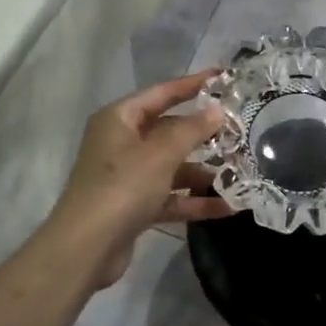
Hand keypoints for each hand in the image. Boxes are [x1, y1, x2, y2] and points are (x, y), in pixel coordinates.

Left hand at [46, 71, 233, 290]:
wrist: (86, 248)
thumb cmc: (122, 187)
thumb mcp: (160, 154)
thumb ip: (191, 130)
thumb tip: (217, 110)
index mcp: (119, 119)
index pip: (161, 93)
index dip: (192, 85)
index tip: (222, 77)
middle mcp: (120, 143)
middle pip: (167, 130)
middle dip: (202, 134)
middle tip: (239, 130)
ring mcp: (127, 177)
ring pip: (171, 166)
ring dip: (202, 171)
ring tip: (239, 172)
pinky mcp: (134, 206)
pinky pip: (169, 196)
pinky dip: (193, 200)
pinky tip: (226, 207)